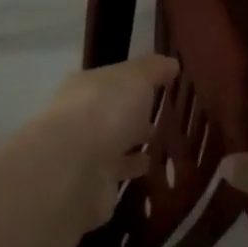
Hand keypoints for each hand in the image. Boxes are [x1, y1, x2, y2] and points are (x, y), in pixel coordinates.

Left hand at [38, 53, 178, 225]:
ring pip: (111, 144)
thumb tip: (171, 62)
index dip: (132, 81)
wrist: (76, 167)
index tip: (157, 84)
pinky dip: (130, 169)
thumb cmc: (106, 110)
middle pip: (109, 113)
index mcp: (85, 87)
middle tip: (157, 116)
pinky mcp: (91, 184)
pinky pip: (115, 172)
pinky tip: (149, 167)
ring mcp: (83, 152)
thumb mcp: (136, 78)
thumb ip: (153, 69)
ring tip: (157, 142)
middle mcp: (79, 117)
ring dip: (130, 143)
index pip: (110, 80)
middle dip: (130, 114)